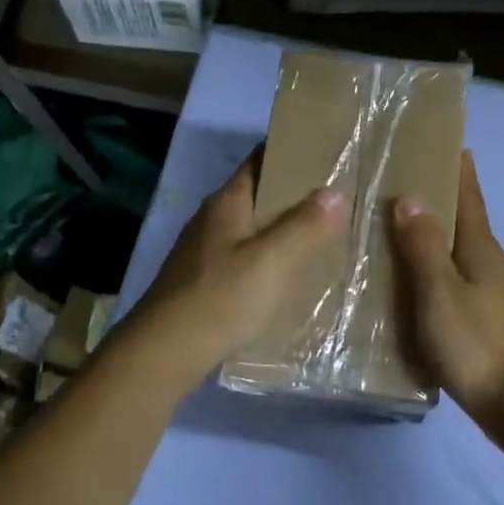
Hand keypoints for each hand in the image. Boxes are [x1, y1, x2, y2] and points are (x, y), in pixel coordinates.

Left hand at [128, 153, 345, 386]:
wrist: (165, 352)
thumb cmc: (220, 298)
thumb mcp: (271, 261)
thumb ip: (304, 226)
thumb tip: (334, 192)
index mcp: (227, 204)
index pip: (259, 161)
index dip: (290, 152)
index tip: (326, 153)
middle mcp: (213, 220)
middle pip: (257, 196)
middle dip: (294, 196)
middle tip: (338, 199)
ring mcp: (204, 252)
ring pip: (252, 230)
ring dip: (283, 230)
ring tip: (323, 236)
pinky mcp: (203, 282)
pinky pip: (245, 260)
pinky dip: (269, 261)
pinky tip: (289, 277)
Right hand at [391, 151, 503, 425]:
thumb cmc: (477, 343)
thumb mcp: (440, 292)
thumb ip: (423, 247)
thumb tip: (409, 198)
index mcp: (480, 249)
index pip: (470, 197)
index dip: (460, 169)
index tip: (449, 141)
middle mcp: (489, 265)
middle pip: (465, 222)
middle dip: (442, 200)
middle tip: (404, 183)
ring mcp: (491, 295)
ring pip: (458, 254)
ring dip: (434, 238)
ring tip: (398, 231)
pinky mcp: (485, 322)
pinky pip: (454, 283)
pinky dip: (434, 272)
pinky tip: (413, 285)